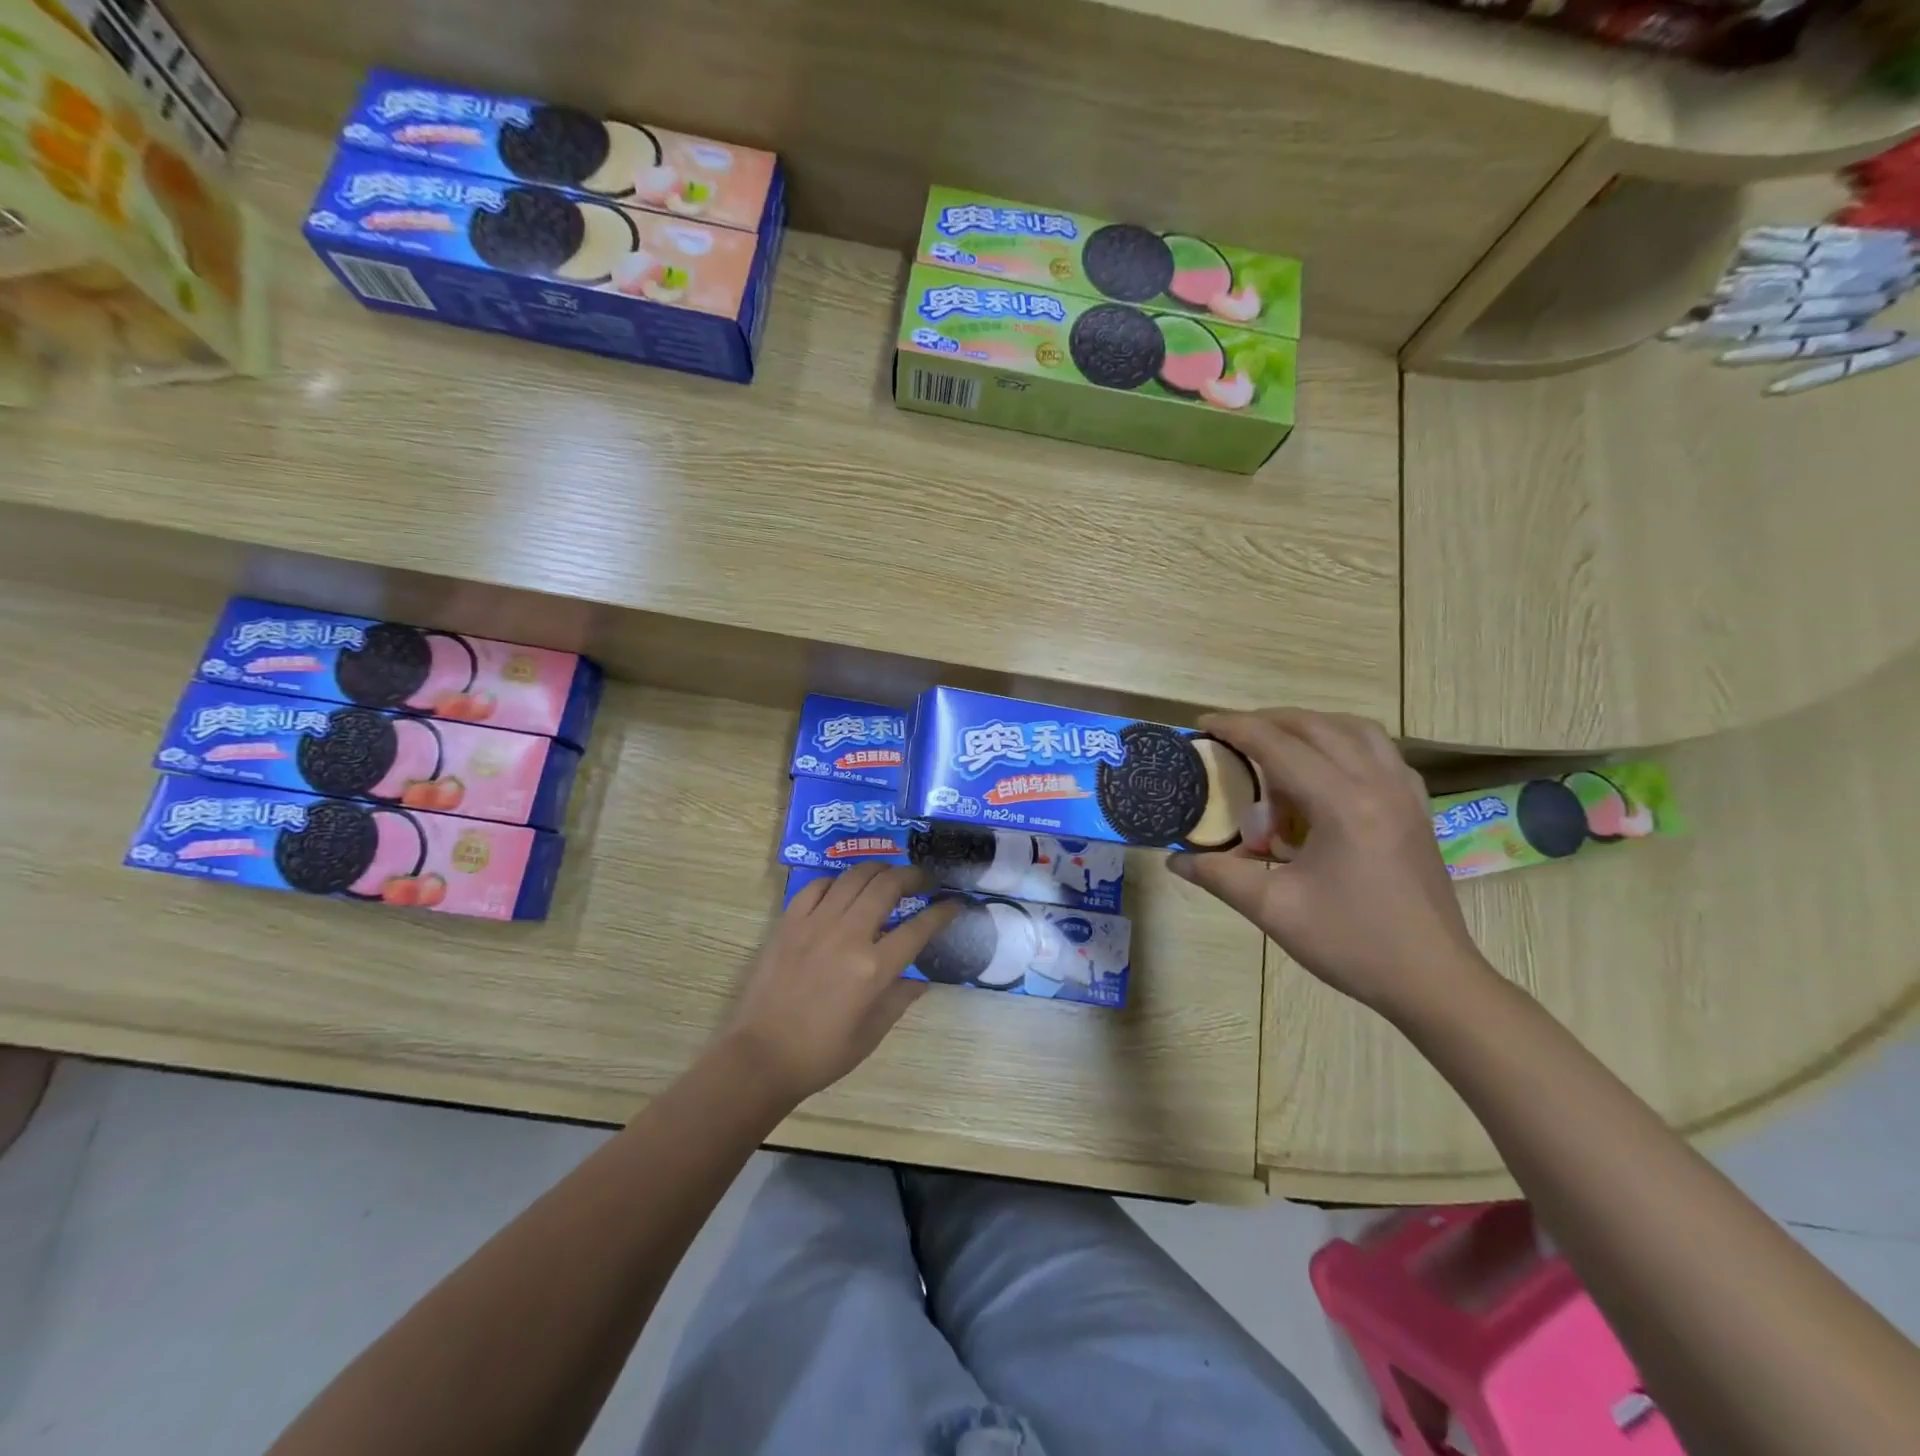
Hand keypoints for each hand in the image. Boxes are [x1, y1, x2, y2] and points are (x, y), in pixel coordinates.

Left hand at [716, 864, 961, 1106]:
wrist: (761, 1056)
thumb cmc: (821, 1053)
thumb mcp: (871, 1034)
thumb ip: (899, 999)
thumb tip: (921, 979)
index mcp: (873, 969)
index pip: (919, 928)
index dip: (943, 911)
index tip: (954, 903)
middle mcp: (847, 936)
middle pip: (887, 886)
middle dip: (913, 876)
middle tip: (924, 880)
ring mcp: (815, 924)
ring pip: (854, 877)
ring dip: (878, 870)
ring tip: (889, 876)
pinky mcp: (789, 923)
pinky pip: (818, 886)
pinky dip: (838, 881)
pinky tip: (845, 890)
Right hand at [1168, 709, 1492, 1018]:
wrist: (1433, 981)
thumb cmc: (1352, 943)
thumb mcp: (1274, 909)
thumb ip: (1219, 875)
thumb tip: (1175, 859)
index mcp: (1342, 804)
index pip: (1279, 746)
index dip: (1235, 729)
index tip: (1201, 725)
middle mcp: (1377, 784)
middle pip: (1318, 727)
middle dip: (1269, 721)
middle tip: (1232, 735)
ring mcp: (1405, 794)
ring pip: (1357, 730)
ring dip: (1312, 726)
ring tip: (1278, 743)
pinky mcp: (1417, 809)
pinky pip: (1381, 753)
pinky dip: (1346, 744)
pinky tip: (1327, 771)